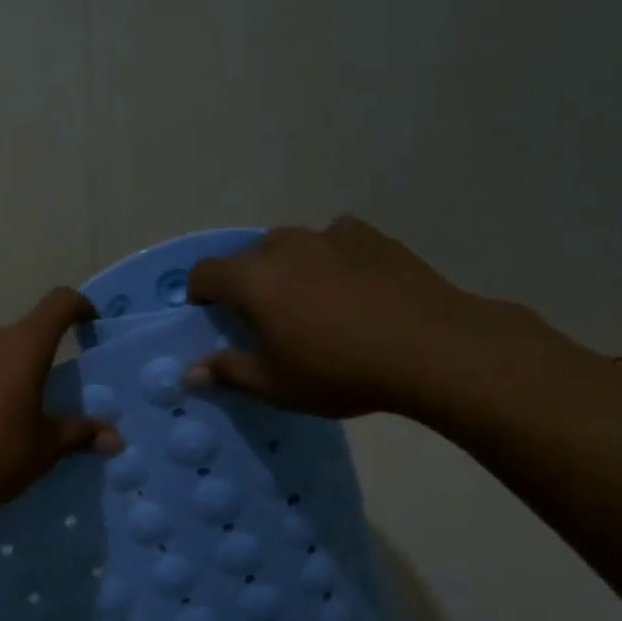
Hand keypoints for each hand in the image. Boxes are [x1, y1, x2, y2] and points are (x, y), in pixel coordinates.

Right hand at [185, 217, 537, 418]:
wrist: (430, 348)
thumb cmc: (340, 371)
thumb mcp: (277, 384)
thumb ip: (229, 372)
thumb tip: (191, 372)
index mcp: (253, 280)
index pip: (205, 273)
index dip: (200, 293)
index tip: (211, 316)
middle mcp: (285, 247)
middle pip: (248, 257)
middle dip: (246, 282)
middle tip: (264, 317)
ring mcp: (329, 236)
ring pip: (291, 243)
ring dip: (286, 266)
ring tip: (308, 298)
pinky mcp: (369, 235)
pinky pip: (335, 238)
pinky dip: (330, 255)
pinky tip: (349, 282)